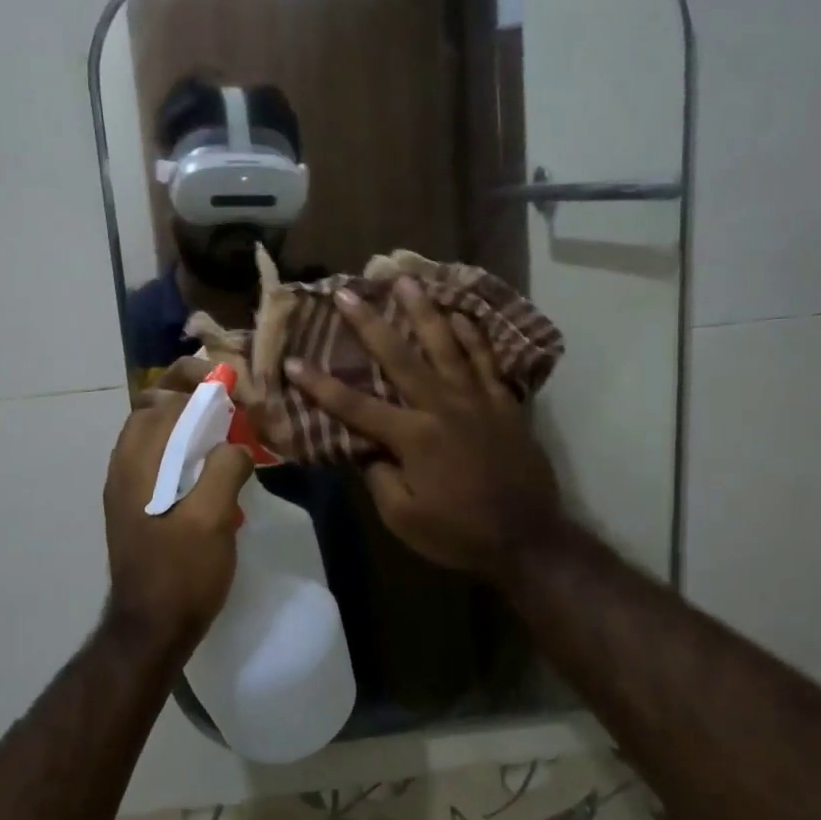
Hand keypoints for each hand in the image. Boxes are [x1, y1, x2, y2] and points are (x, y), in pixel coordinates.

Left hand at [103, 382, 253, 651]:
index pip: (164, 397)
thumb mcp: (212, 519)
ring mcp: (127, 483)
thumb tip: (236, 443)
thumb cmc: (181, 573)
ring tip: (228, 430)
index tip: (235, 385)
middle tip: (232, 401)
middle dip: (192, 393)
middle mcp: (125, 463)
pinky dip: (185, 446)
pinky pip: (159, 456)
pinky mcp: (136, 502)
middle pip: (155, 406)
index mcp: (138, 460)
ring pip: (156, 431)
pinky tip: (213, 467)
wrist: (151, 629)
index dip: (200, 382)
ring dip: (190, 420)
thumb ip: (224, 468)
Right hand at [283, 277, 564, 583]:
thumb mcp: (403, 518)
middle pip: (400, 357)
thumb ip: (379, 476)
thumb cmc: (458, 533)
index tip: (293, 361)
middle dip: (369, 323)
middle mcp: (442, 407)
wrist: (527, 539)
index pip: (355, 405)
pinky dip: (473, 335)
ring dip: (424, 311)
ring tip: (407, 280)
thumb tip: (365, 446)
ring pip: (446, 344)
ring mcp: (477, 399)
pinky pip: (487, 359)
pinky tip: (460, 314)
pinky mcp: (504, 402)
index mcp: (412, 437)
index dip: (319, 384)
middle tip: (348, 292)